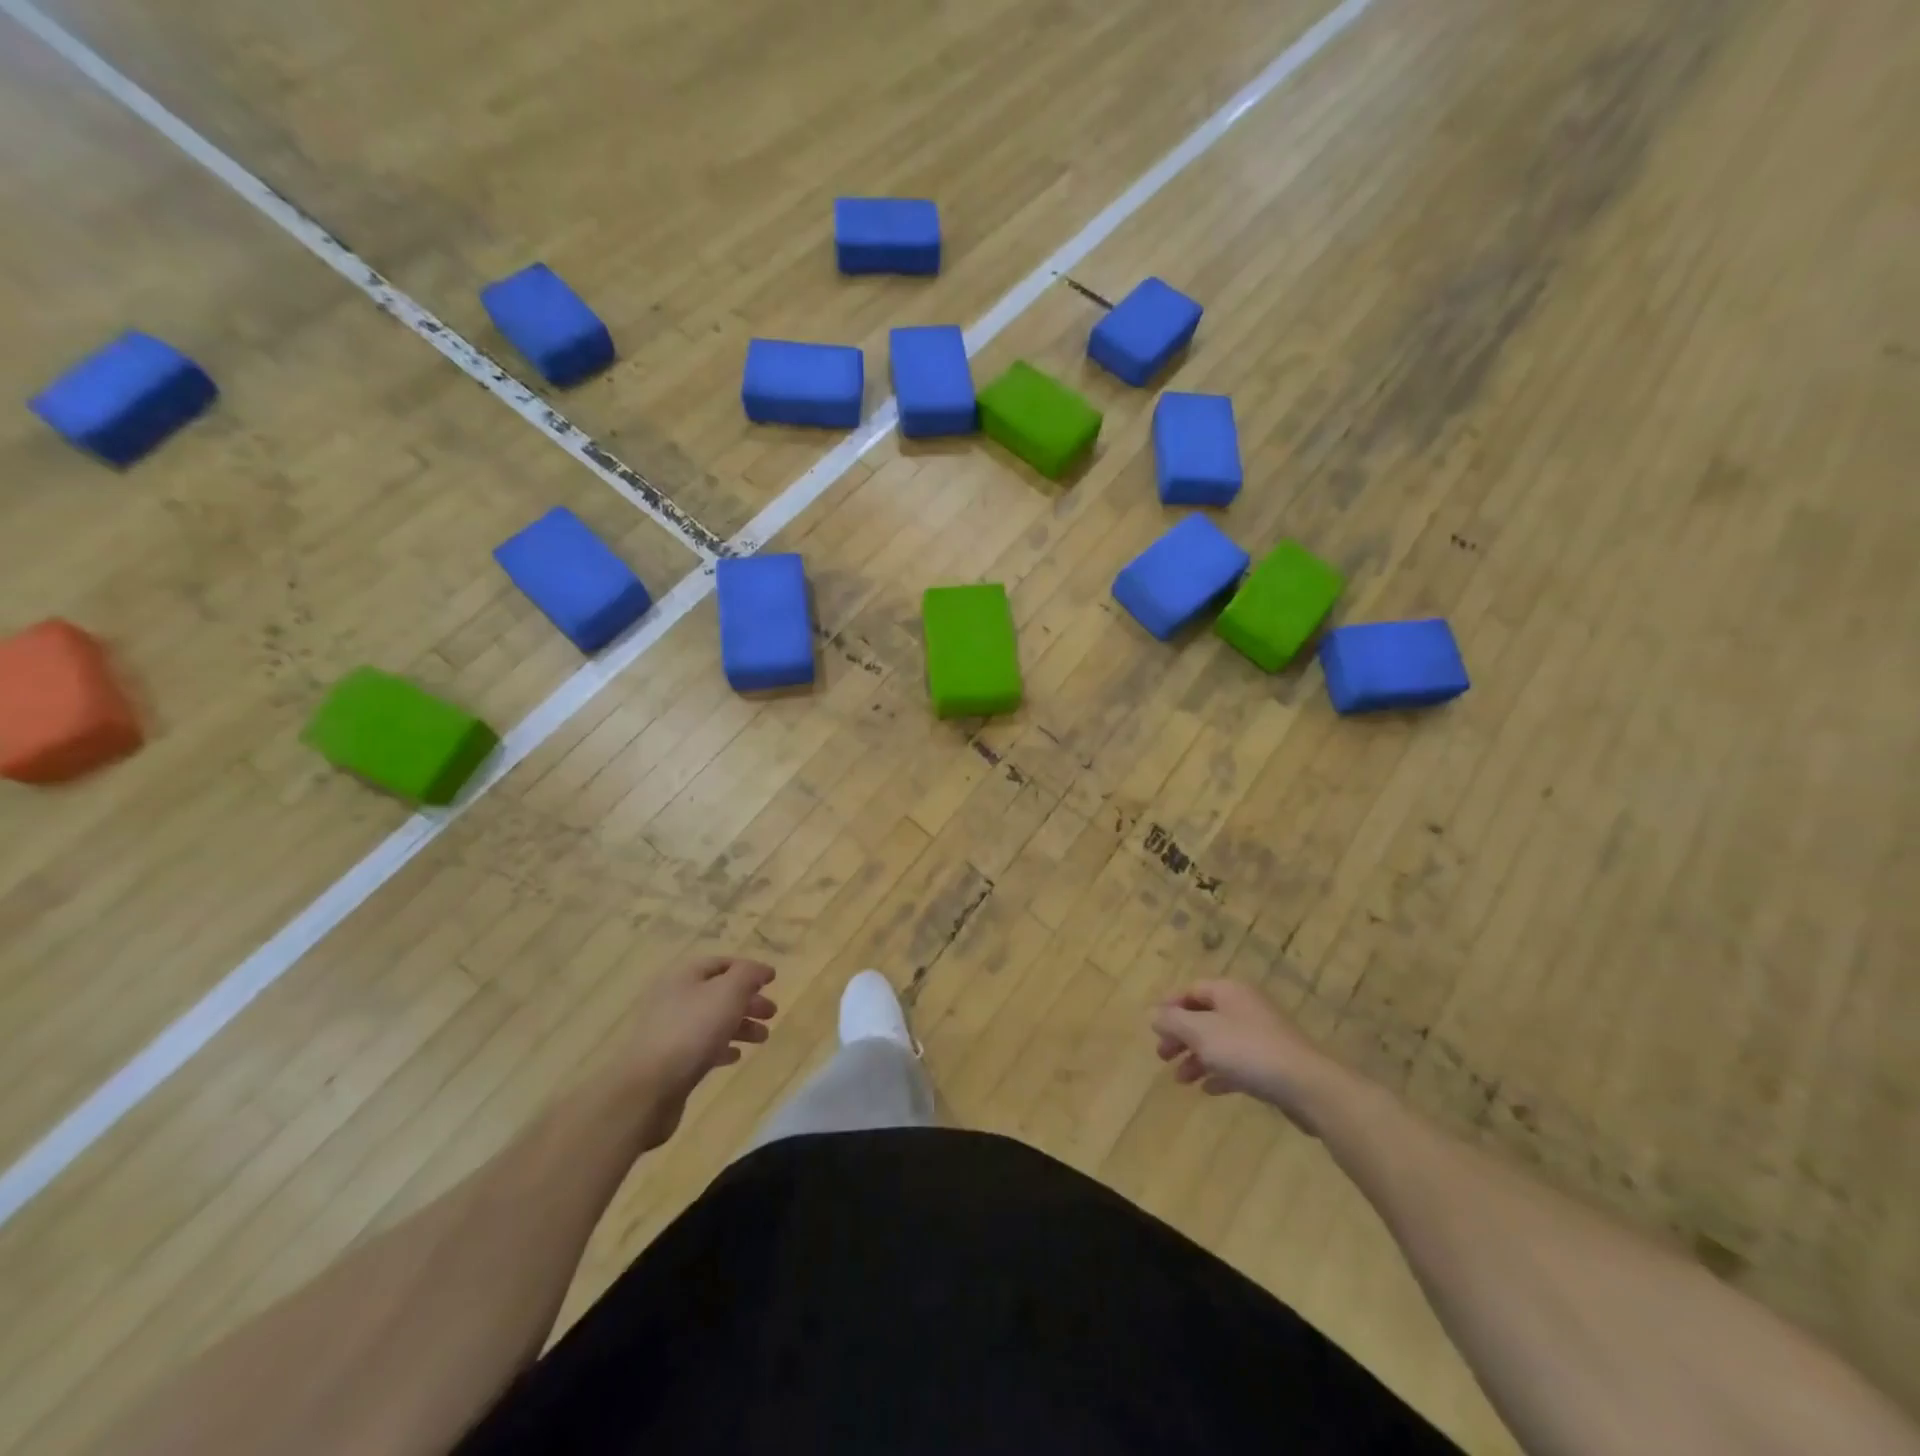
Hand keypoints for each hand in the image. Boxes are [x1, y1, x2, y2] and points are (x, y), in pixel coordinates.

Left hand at [620, 955, 777, 1148]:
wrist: (648, 1089)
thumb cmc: (692, 1031)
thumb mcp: (728, 993)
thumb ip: (748, 975)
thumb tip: (762, 970)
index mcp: (683, 976)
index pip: (721, 963)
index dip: (748, 970)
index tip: (772, 981)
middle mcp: (673, 998)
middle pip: (718, 993)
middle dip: (747, 1000)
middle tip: (772, 1013)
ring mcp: (668, 1030)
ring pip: (712, 1020)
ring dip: (740, 1025)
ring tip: (763, 1038)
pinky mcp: (668, 1060)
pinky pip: (700, 1046)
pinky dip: (721, 1047)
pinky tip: (735, 1057)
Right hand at [1152, 980, 1344, 1131]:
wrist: (1306, 1085)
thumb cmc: (1247, 1051)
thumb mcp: (1201, 1033)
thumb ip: (1173, 1021)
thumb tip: (1154, 1014)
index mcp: (1229, 992)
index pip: (1192, 990)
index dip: (1170, 1006)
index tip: (1153, 1028)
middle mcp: (1245, 1007)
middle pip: (1204, 1016)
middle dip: (1181, 1036)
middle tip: (1162, 1056)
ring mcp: (1261, 1035)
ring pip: (1220, 1042)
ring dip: (1197, 1058)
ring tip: (1181, 1080)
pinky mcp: (1273, 1062)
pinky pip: (1238, 1063)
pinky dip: (1220, 1072)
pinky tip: (1208, 1089)